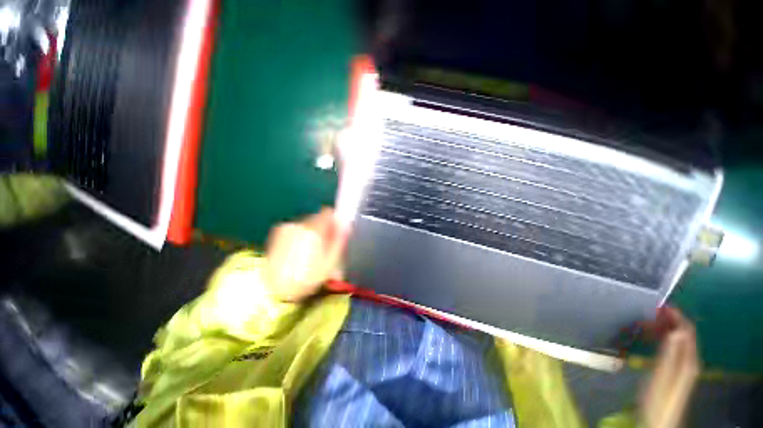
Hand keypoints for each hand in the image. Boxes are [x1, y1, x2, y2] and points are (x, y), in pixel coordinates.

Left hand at [263, 208, 347, 301]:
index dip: (333, 221)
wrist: (274, 289)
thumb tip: (345, 225)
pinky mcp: (277, 233)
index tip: (334, 232)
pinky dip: (299, 235)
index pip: (327, 212)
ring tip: (308, 252)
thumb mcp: (330, 262)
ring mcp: (287, 228)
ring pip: (306, 223)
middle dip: (322, 228)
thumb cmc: (307, 277)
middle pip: (317, 218)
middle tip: (323, 246)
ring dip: (310, 232)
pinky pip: (295, 228)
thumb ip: (339, 240)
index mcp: (314, 230)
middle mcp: (300, 224)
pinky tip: (296, 252)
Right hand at [638, 307, 699, 427]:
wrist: (659, 418)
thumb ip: (670, 354)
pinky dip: (661, 337)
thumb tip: (676, 330)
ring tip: (644, 323)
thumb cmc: (658, 397)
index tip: (658, 306)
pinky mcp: (673, 368)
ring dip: (662, 328)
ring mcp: (681, 364)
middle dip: (666, 320)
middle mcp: (688, 358)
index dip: (675, 316)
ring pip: (676, 338)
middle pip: (682, 333)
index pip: (686, 330)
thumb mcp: (663, 376)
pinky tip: (648, 337)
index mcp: (687, 358)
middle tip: (646, 313)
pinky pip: (670, 346)